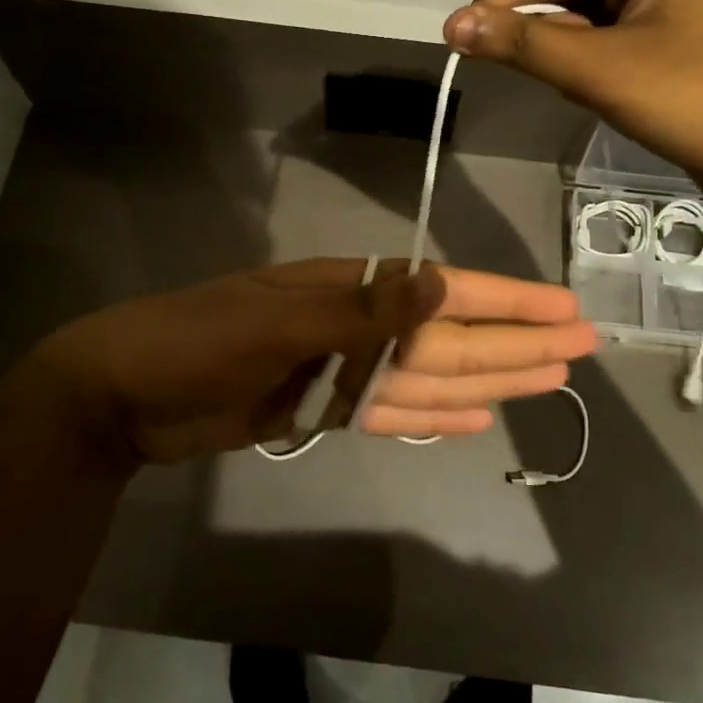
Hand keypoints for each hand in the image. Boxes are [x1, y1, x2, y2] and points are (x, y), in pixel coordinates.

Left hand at [29, 259, 595, 466]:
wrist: (122, 394)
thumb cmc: (196, 345)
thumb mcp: (277, 323)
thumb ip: (362, 311)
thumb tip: (441, 283)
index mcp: (349, 290)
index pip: (446, 293)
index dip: (508, 302)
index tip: (565, 312)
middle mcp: (354, 326)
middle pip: (450, 336)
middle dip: (514, 342)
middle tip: (580, 350)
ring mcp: (339, 370)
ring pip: (429, 376)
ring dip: (487, 379)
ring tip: (545, 382)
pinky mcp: (321, 408)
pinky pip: (389, 411)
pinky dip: (429, 415)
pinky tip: (472, 419)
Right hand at [443, 0, 702, 210]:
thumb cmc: (691, 102)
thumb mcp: (600, 71)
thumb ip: (524, 44)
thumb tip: (452, 24)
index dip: (499, 0)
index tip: (455, 39)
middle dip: (530, 21)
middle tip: (503, 64)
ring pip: (576, 8)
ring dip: (554, 41)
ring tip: (562, 80)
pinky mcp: (658, 28)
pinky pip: (597, 30)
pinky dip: (577, 53)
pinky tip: (582, 81)